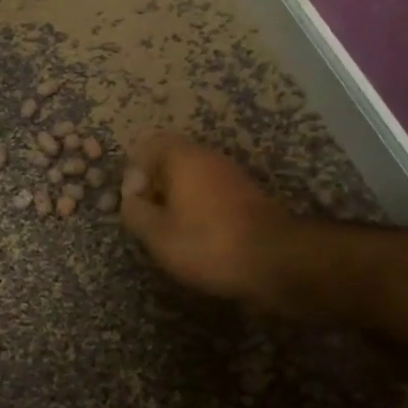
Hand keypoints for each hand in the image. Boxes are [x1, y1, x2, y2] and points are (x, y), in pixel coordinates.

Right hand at [120, 133, 296, 304]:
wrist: (277, 260)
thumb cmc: (208, 243)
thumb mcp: (157, 235)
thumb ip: (135, 213)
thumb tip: (130, 202)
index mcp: (183, 158)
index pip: (147, 146)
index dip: (133, 174)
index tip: (135, 205)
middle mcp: (209, 158)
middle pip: (169, 163)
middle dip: (154, 190)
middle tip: (150, 223)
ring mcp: (232, 176)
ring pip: (191, 180)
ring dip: (176, 203)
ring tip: (172, 235)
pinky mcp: (247, 197)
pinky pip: (211, 195)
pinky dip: (199, 212)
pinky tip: (200, 241)